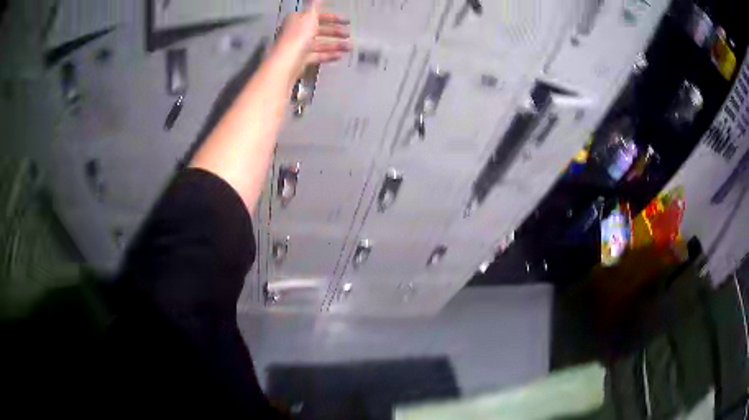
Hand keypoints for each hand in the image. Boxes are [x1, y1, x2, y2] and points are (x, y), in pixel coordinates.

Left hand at [272, 0, 351, 79]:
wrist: (287, 62)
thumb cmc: (298, 36)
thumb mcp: (310, 16)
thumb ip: (315, 5)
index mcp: (297, 20)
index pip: (317, 16)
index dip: (332, 18)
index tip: (347, 21)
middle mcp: (297, 32)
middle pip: (319, 30)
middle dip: (335, 32)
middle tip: (349, 35)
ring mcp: (299, 47)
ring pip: (319, 44)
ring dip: (335, 45)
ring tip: (349, 47)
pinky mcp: (301, 60)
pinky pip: (317, 55)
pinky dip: (328, 55)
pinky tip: (340, 56)